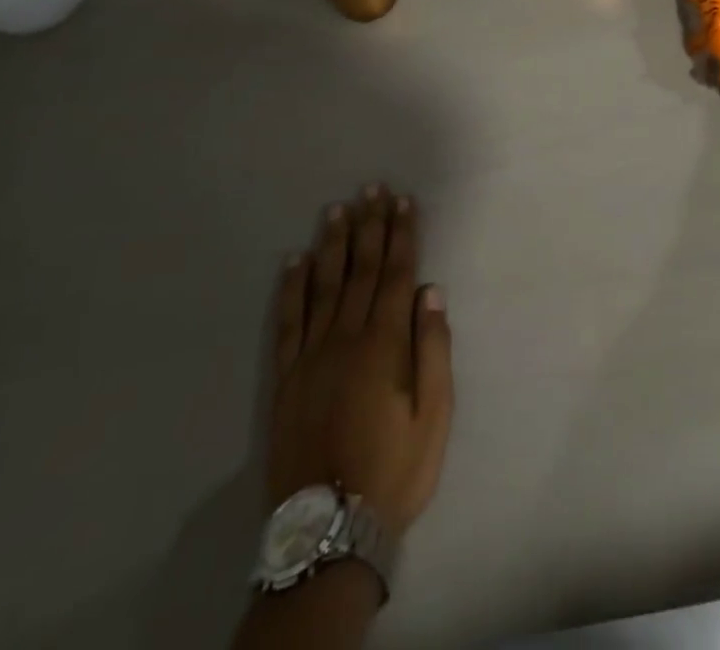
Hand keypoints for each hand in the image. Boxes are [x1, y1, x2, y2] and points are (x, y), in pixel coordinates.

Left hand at [269, 186, 453, 539]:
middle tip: (371, 189)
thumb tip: (430, 292)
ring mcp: (311, 356)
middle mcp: (346, 338)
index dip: (402, 234)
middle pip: (361, 270)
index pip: (397, 274)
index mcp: (384, 344)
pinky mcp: (286, 378)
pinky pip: (288, 322)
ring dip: (333, 244)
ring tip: (337, 209)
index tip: (403, 201)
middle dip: (369, 226)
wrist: (328, 530)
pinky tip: (294, 260)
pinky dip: (290, 287)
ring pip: (324, 286)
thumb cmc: (394, 470)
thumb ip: (433, 350)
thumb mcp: (433, 416)